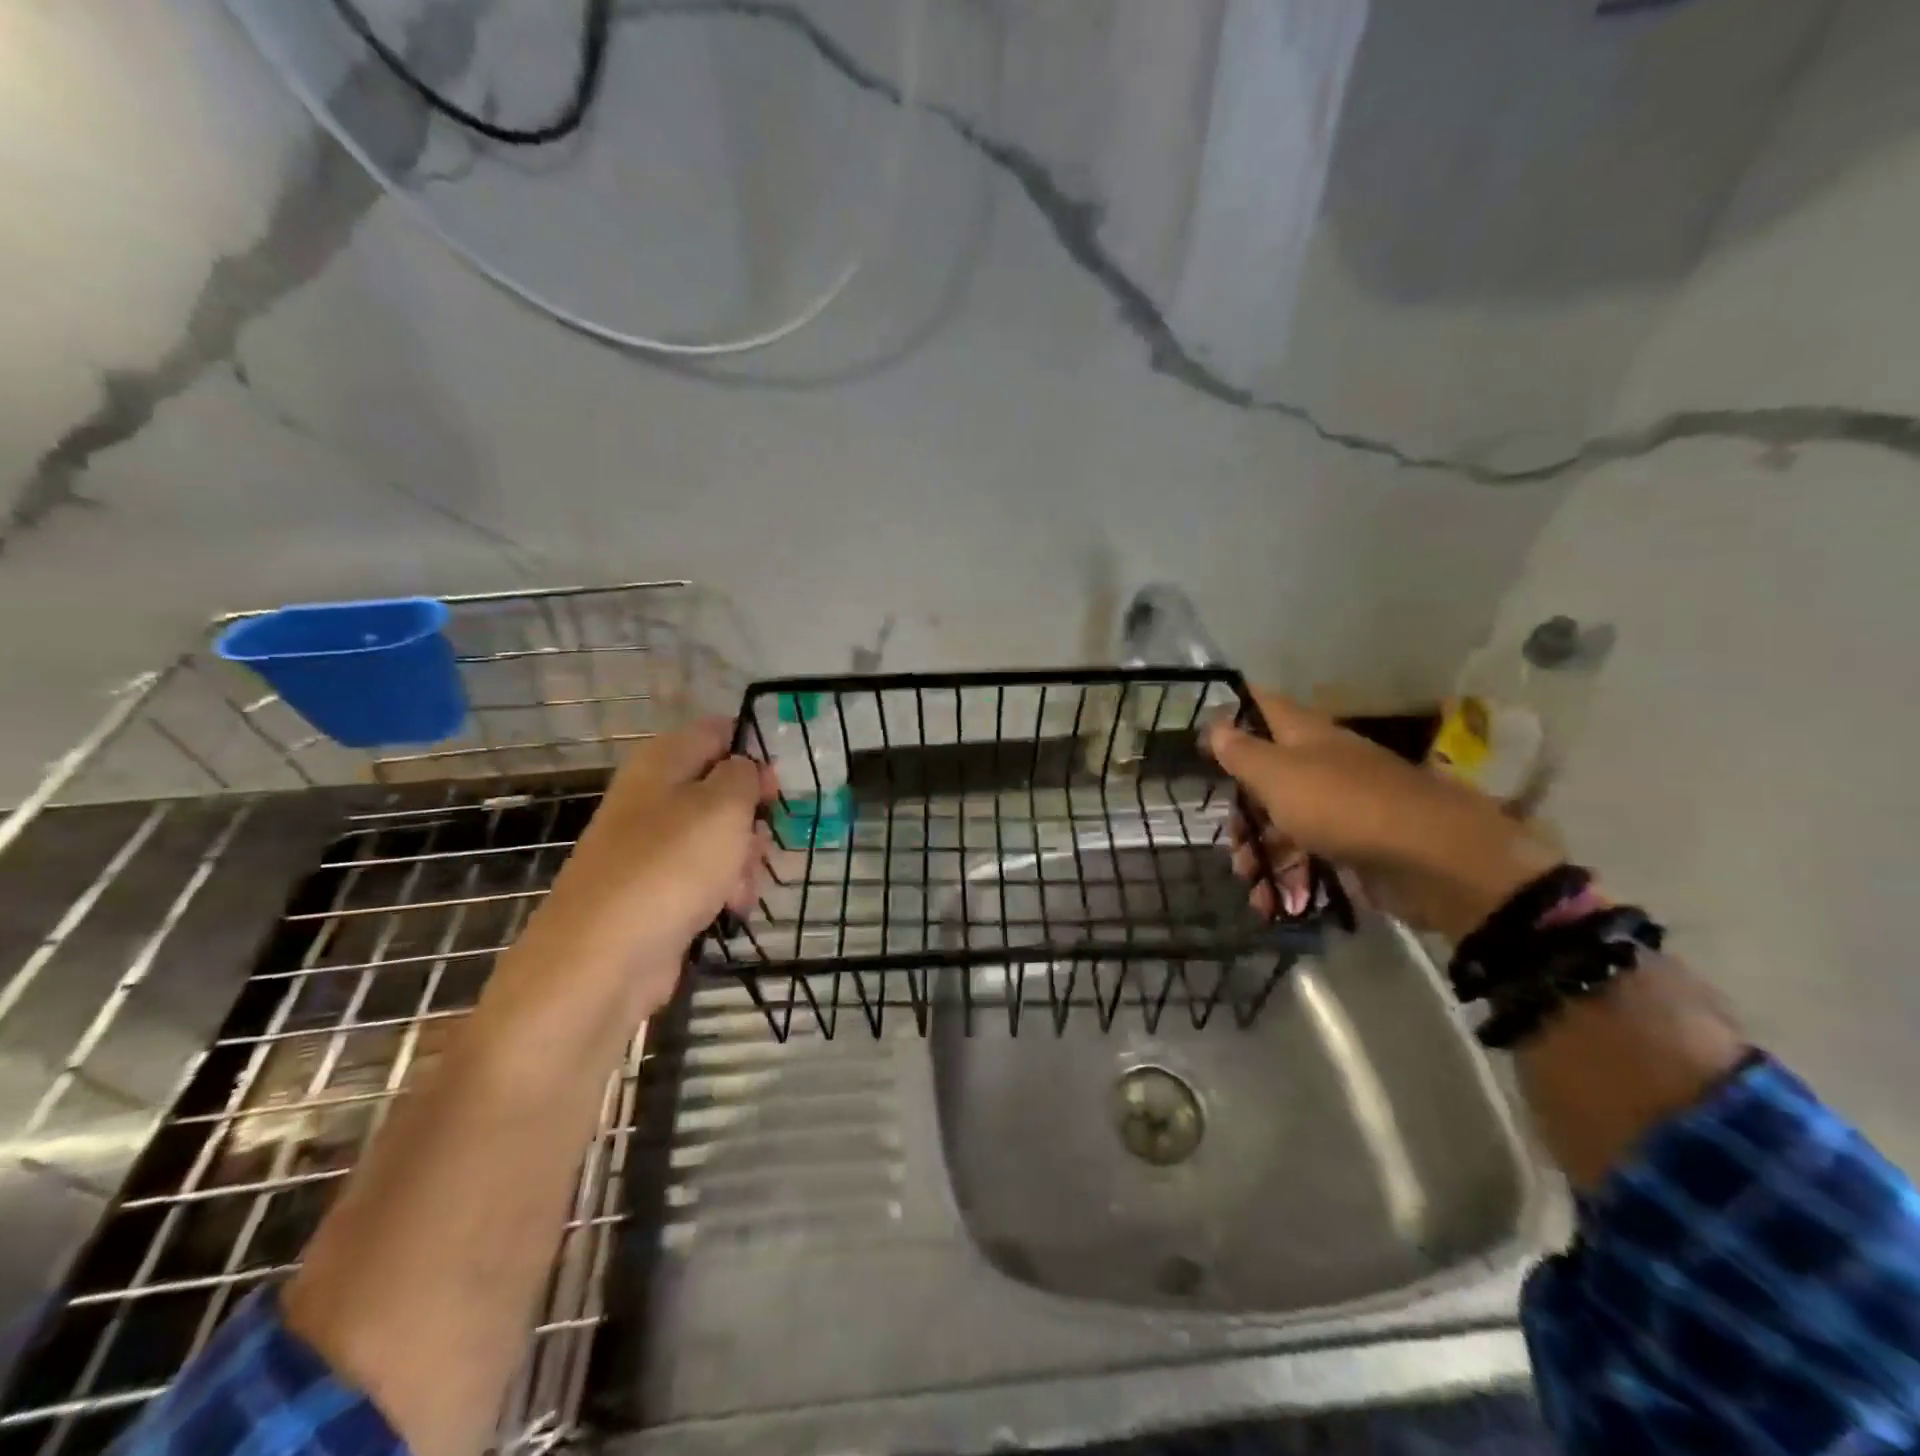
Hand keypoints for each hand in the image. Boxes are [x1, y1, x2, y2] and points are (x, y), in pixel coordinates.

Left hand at [511, 718, 775, 1017]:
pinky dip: (724, 889)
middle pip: (721, 789)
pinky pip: (704, 877)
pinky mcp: (656, 892)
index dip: (753, 750)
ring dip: (744, 859)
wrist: (603, 959)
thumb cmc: (670, 867)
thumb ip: (744, 775)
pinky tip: (732, 909)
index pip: (716, 732)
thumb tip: (746, 767)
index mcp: (662, 763)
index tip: (780, 783)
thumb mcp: (722, 805)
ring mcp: (652, 848)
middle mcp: (653, 798)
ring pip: (718, 838)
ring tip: (744, 886)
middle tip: (765, 838)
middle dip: (753, 816)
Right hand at [1204, 689, 1557, 940]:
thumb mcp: (1278, 775)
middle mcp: (1323, 764)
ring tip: (1250, 883)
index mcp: (1306, 735)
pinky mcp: (1357, 847)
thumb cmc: (1343, 805)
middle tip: (1229, 840)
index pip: (1264, 706)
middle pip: (1269, 776)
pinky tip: (1272, 901)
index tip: (1201, 734)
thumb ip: (1242, 752)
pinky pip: (1311, 857)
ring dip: (1261, 852)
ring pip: (1287, 822)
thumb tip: (1215, 724)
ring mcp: (1343, 807)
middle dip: (1243, 810)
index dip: (1233, 712)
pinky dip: (1288, 878)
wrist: (1433, 860)